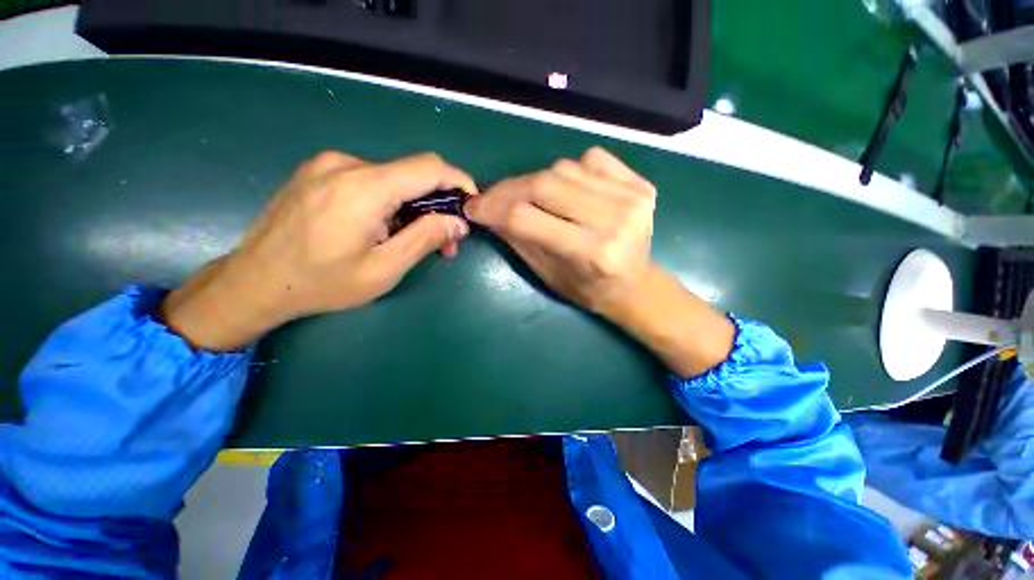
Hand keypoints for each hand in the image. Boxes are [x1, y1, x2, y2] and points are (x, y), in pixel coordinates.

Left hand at [162, 152, 475, 350]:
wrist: (254, 282)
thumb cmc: (323, 283)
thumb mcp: (384, 269)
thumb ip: (426, 239)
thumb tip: (458, 222)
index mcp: (365, 188)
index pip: (429, 168)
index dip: (458, 181)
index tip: (470, 204)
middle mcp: (346, 164)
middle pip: (412, 175)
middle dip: (436, 205)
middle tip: (444, 242)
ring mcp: (328, 165)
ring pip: (392, 178)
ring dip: (411, 207)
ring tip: (410, 240)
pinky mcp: (318, 172)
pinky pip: (369, 180)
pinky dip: (388, 202)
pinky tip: (381, 228)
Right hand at [465, 147, 655, 316]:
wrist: (635, 285)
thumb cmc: (588, 289)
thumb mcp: (547, 274)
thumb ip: (518, 239)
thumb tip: (485, 211)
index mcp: (591, 253)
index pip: (526, 218)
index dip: (493, 208)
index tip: (473, 207)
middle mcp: (614, 221)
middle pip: (545, 184)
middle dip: (508, 189)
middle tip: (492, 197)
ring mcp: (632, 198)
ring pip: (564, 167)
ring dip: (536, 180)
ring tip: (528, 197)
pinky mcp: (640, 184)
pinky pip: (591, 159)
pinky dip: (571, 170)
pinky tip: (568, 190)